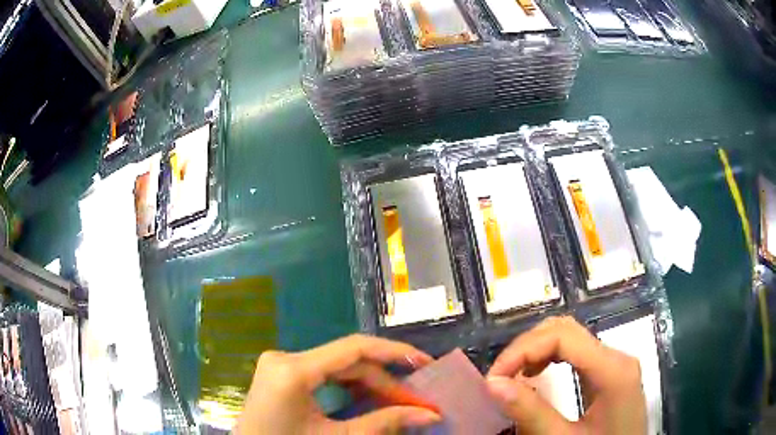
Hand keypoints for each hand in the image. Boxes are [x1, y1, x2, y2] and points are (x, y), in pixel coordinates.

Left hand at [235, 334, 441, 433]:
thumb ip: (383, 424)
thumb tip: (429, 414)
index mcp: (293, 370)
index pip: (354, 348)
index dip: (395, 352)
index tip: (425, 363)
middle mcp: (285, 358)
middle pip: (347, 361)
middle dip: (384, 381)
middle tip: (414, 401)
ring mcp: (280, 364)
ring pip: (337, 367)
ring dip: (368, 384)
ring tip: (396, 401)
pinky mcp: (281, 374)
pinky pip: (323, 374)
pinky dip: (348, 386)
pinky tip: (366, 399)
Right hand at [486, 316, 646, 434]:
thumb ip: (531, 413)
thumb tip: (492, 383)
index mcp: (612, 369)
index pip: (562, 335)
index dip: (522, 350)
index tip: (493, 378)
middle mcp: (616, 356)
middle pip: (566, 329)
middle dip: (526, 348)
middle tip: (500, 378)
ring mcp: (615, 362)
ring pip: (570, 336)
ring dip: (536, 350)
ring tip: (513, 376)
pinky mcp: (611, 373)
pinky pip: (577, 352)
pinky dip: (550, 357)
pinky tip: (537, 375)